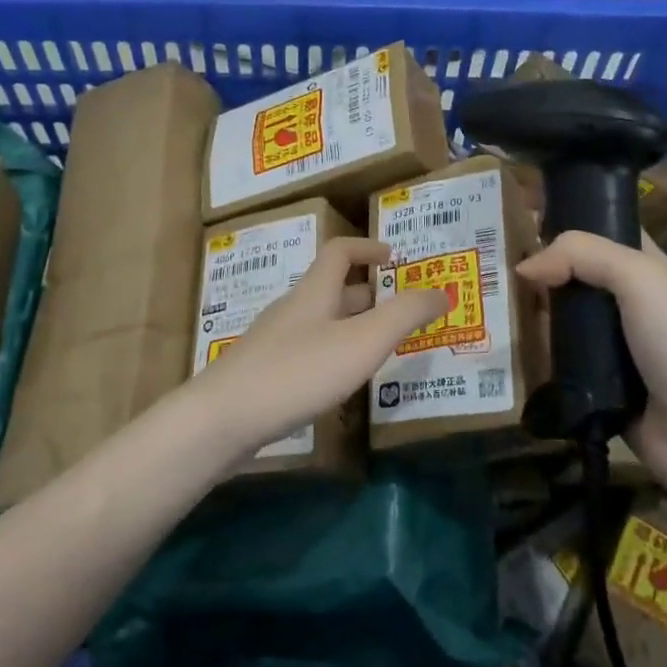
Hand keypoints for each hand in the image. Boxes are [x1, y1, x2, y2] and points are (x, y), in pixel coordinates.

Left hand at [197, 238, 444, 458]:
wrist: (222, 418)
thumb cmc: (298, 372)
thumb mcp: (362, 341)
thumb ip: (405, 315)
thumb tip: (443, 291)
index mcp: (314, 291)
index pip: (340, 251)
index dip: (368, 247)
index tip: (395, 257)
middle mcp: (293, 309)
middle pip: (332, 288)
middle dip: (368, 292)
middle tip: (399, 309)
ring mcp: (274, 341)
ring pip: (320, 321)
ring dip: (351, 325)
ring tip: (378, 347)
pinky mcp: (263, 372)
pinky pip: (306, 350)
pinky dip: (332, 353)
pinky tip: (340, 382)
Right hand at [515, 231, 666, 495]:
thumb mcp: (638, 278)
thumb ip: (581, 255)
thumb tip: (524, 267)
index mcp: (640, 265)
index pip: (597, 227)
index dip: (564, 217)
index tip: (517, 213)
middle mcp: (622, 298)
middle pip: (570, 271)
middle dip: (536, 266)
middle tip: (490, 264)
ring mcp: (607, 341)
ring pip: (558, 314)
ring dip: (529, 310)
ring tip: (487, 302)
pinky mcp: (592, 379)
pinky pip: (555, 356)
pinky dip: (534, 351)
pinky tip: (503, 343)